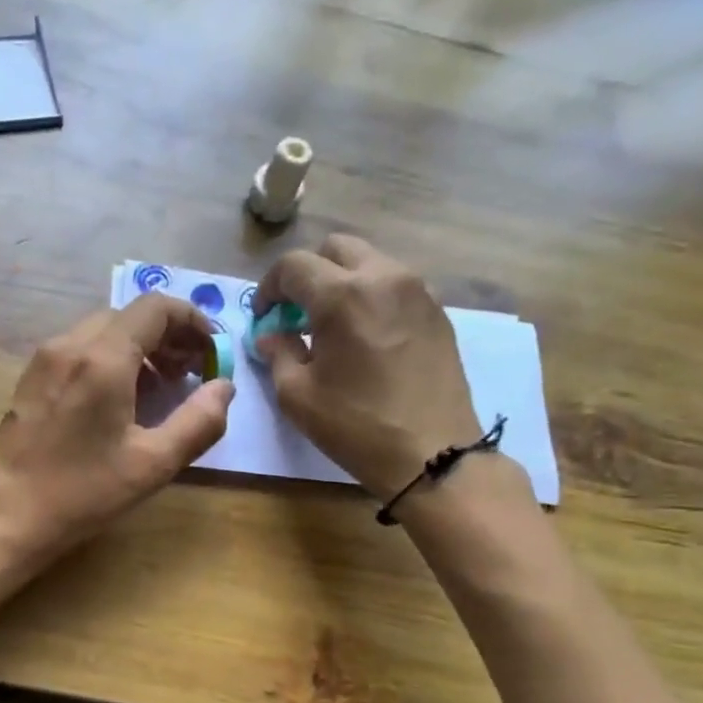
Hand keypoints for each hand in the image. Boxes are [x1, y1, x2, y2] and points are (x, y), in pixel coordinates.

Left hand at [0, 295, 234, 563]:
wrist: (8, 515)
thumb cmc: (84, 492)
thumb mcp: (154, 464)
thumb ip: (199, 421)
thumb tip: (224, 387)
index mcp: (102, 358)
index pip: (155, 307)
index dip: (191, 320)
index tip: (210, 351)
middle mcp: (70, 345)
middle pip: (129, 315)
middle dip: (167, 336)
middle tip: (190, 373)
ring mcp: (45, 359)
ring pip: (103, 330)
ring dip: (139, 346)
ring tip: (160, 387)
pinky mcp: (31, 377)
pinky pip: (79, 349)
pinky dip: (110, 357)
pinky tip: (119, 397)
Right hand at [254, 234, 479, 498]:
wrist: (433, 454)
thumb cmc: (357, 426)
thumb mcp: (298, 396)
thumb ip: (279, 353)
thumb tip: (271, 335)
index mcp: (342, 295)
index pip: (293, 265)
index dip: (269, 287)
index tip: (264, 317)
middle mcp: (383, 277)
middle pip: (336, 248)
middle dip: (309, 273)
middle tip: (297, 313)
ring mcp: (417, 291)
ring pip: (370, 262)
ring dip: (343, 281)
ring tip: (333, 325)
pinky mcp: (437, 311)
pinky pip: (395, 285)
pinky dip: (372, 296)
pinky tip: (366, 337)